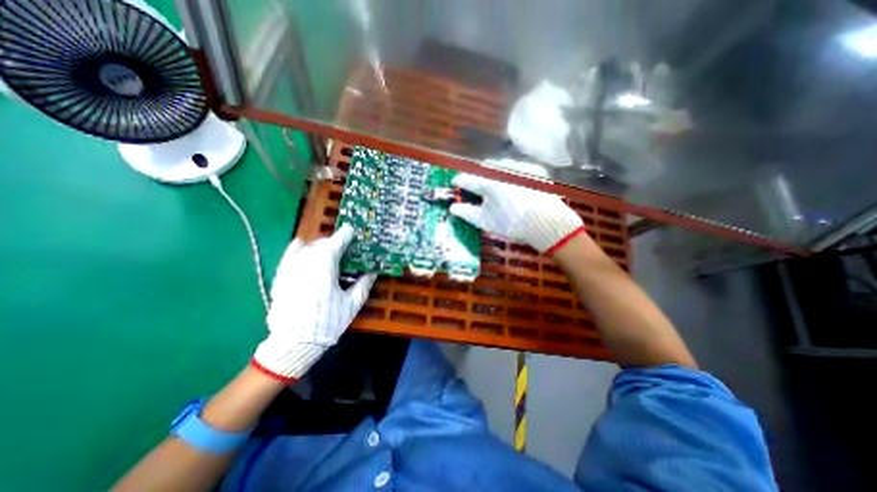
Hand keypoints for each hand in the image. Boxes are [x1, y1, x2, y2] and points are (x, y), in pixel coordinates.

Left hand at [252, 225, 379, 381]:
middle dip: (334, 241)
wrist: (294, 343)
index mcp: (325, 267)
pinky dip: (298, 248)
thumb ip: (364, 284)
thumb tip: (373, 271)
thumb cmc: (328, 322)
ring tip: (328, 251)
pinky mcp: (281, 276)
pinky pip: (289, 254)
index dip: (345, 235)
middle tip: (345, 246)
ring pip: (307, 247)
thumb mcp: (352, 304)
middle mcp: (306, 262)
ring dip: (320, 245)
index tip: (352, 230)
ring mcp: (291, 268)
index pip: (336, 243)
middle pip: (322, 243)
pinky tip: (302, 246)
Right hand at [448, 167, 583, 255]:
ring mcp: (520, 168)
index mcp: (488, 183)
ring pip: (499, 166)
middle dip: (477, 177)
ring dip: (493, 173)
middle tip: (476, 188)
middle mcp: (502, 170)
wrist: (547, 224)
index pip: (467, 179)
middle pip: (483, 169)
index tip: (455, 183)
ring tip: (495, 187)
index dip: (459, 182)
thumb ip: (466, 213)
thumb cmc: (512, 224)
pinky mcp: (534, 170)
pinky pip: (516, 168)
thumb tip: (452, 207)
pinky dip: (510, 174)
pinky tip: (514, 187)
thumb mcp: (486, 222)